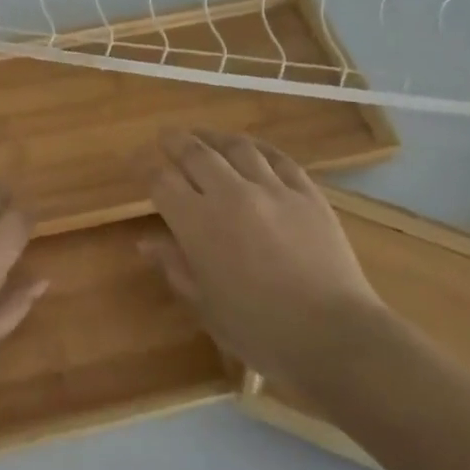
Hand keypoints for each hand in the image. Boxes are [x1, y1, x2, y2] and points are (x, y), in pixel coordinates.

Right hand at [141, 129, 385, 386]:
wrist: (333, 334)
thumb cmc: (259, 329)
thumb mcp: (205, 305)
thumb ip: (174, 266)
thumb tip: (146, 242)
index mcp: (197, 223)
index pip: (162, 181)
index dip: (145, 168)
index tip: (136, 162)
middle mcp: (230, 194)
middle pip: (196, 153)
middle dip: (175, 141)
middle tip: (165, 136)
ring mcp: (272, 189)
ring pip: (237, 147)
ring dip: (214, 137)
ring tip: (204, 135)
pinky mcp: (307, 193)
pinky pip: (279, 158)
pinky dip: (259, 148)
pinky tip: (252, 147)